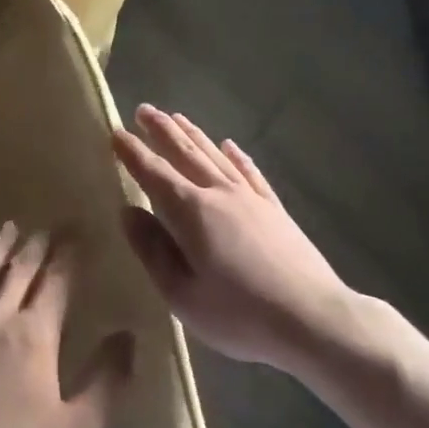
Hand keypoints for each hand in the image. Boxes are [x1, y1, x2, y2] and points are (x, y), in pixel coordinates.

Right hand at [115, 105, 353, 371]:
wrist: (313, 318)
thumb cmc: (239, 314)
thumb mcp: (182, 294)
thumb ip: (152, 250)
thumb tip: (128, 212)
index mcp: (191, 212)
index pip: (153, 173)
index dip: (133, 152)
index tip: (115, 131)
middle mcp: (219, 193)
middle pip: (185, 153)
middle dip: (162, 131)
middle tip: (143, 109)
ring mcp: (250, 198)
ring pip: (215, 156)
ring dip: (194, 134)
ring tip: (177, 117)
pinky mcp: (275, 209)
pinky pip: (250, 173)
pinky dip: (237, 156)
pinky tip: (230, 146)